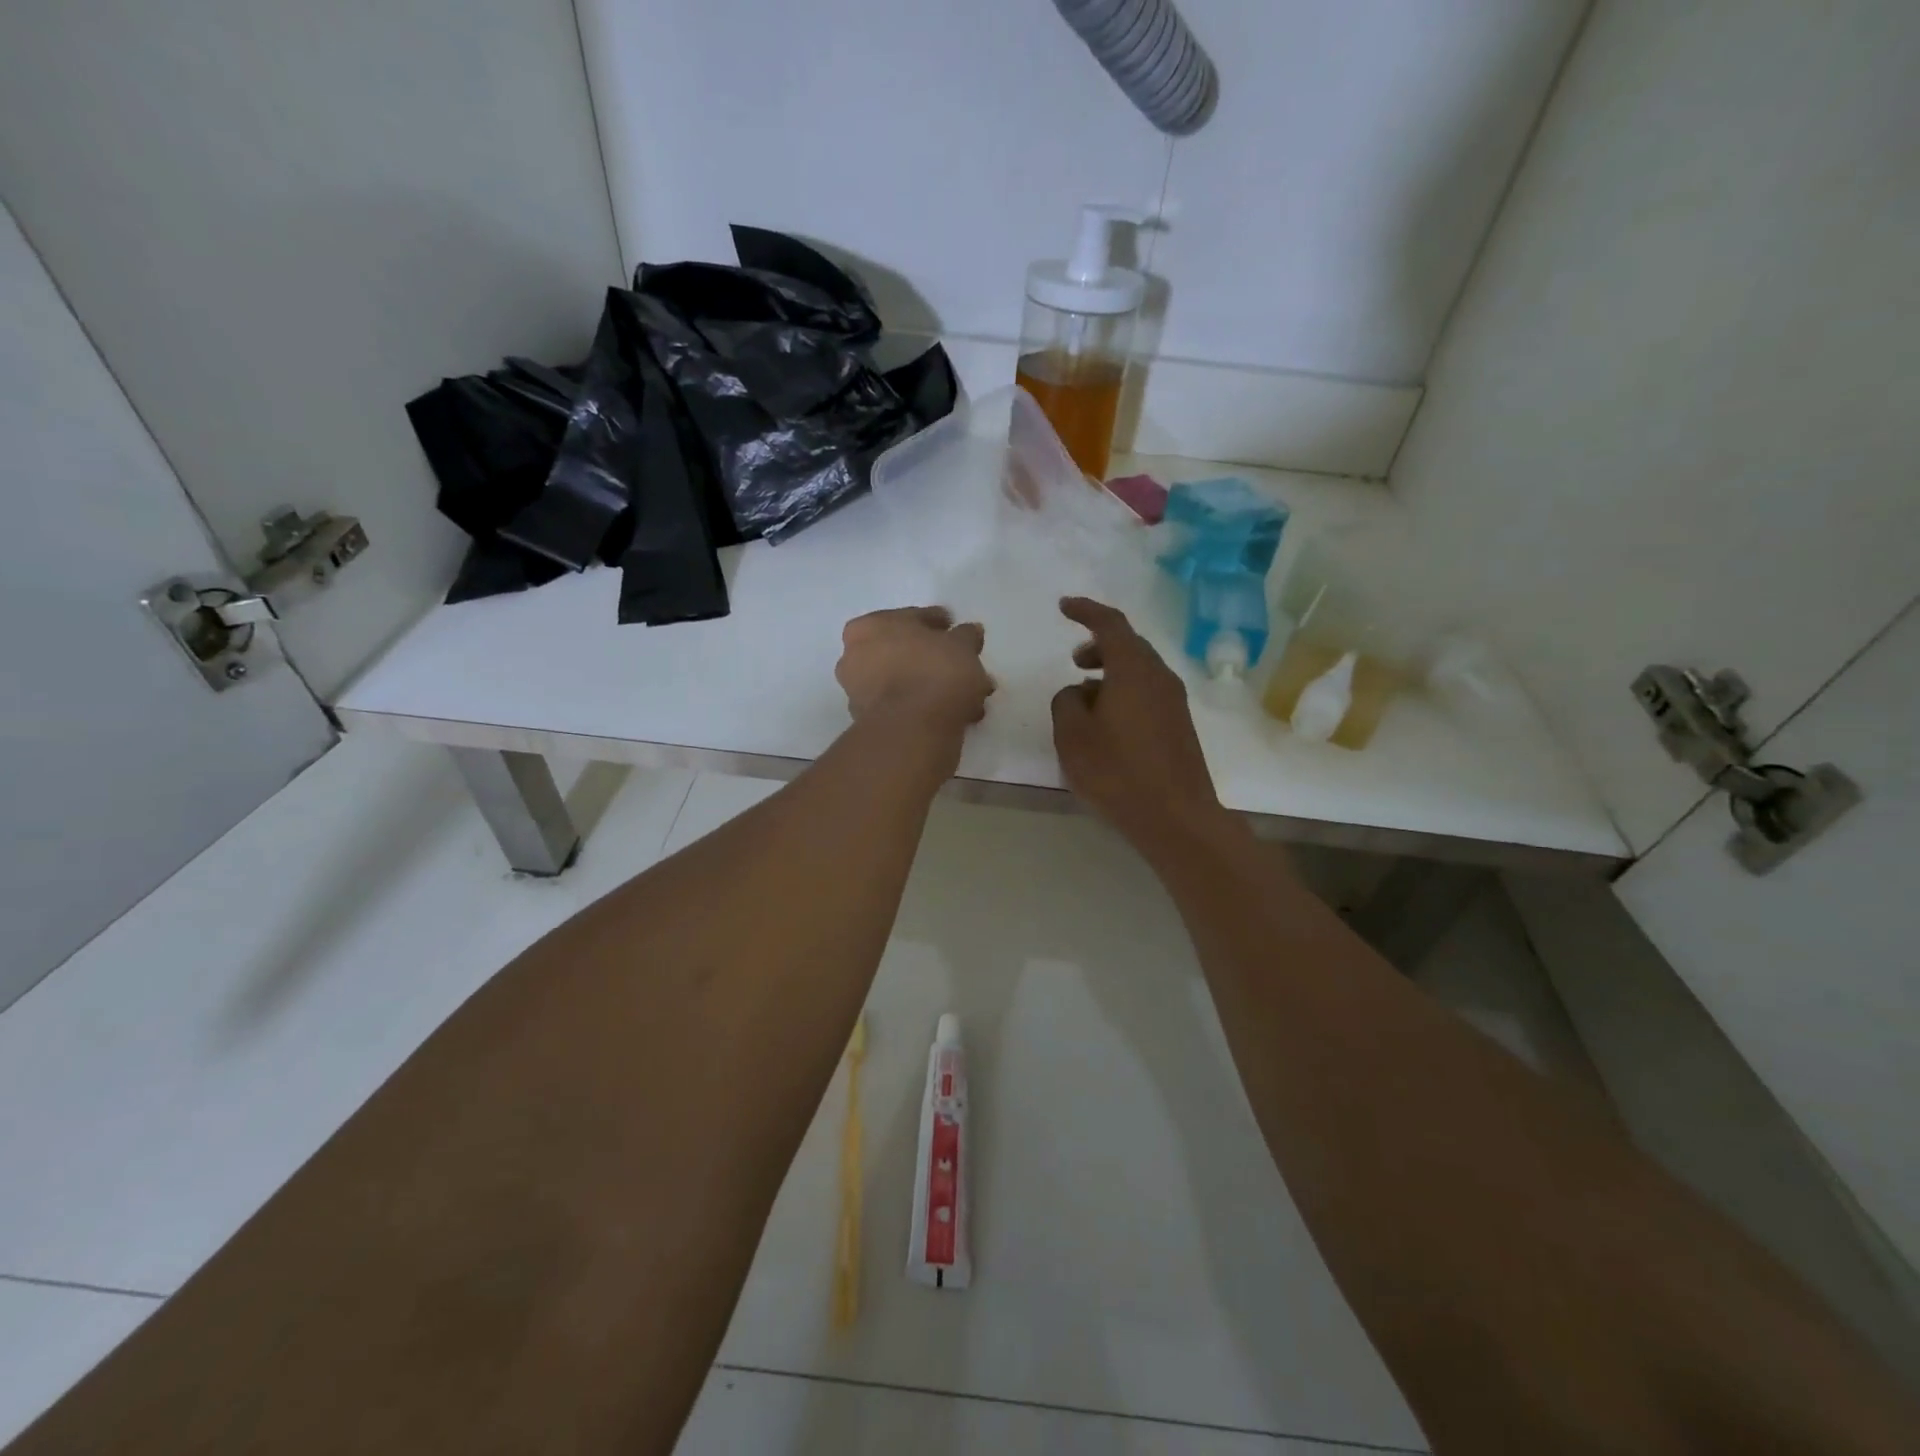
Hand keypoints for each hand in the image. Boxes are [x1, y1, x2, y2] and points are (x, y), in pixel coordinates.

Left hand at [837, 606, 993, 736]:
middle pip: (905, 652)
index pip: (911, 618)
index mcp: (868, 627)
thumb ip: (966, 636)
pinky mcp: (871, 724)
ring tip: (968, 696)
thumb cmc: (934, 672)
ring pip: (906, 682)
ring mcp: (859, 693)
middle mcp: (854, 657)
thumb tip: (969, 632)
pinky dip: (927, 707)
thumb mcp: (962, 645)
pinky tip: (956, 714)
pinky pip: (906, 707)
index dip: (938, 624)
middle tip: (964, 666)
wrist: (913, 730)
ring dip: (934, 686)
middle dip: (936, 660)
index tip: (957, 631)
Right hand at [1051, 597, 1222, 847]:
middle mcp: (1159, 677)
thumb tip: (1076, 692)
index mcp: (1134, 670)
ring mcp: (1174, 702)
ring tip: (1084, 695)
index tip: (1064, 606)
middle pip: (1129, 646)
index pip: (1110, 624)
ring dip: (1111, 672)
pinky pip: (1147, 692)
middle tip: (1074, 660)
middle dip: (1099, 645)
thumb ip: (1066, 702)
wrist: (1176, 817)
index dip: (1086, 611)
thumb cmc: (1117, 772)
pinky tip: (1107, 720)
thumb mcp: (1072, 736)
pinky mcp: (1179, 726)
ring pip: (1139, 671)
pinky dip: (1124, 692)